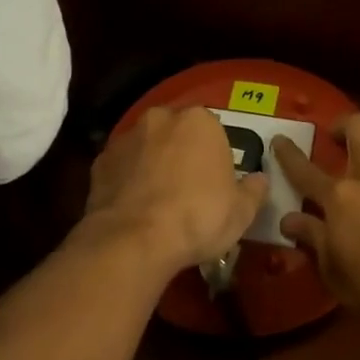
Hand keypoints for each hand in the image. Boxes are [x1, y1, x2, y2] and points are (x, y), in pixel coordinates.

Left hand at [85, 107, 267, 275]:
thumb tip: (259, 180)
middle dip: (180, 151)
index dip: (214, 154)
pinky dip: (127, 178)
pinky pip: (121, 166)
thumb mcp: (241, 212)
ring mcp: (126, 138)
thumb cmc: (198, 218)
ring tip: (157, 199)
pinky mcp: (100, 161)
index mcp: (199, 121)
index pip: (212, 129)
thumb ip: (253, 190)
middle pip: (175, 131)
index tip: (215, 180)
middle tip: (187, 186)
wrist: (134, 240)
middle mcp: (160, 118)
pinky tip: (133, 206)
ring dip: (152, 162)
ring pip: (146, 145)